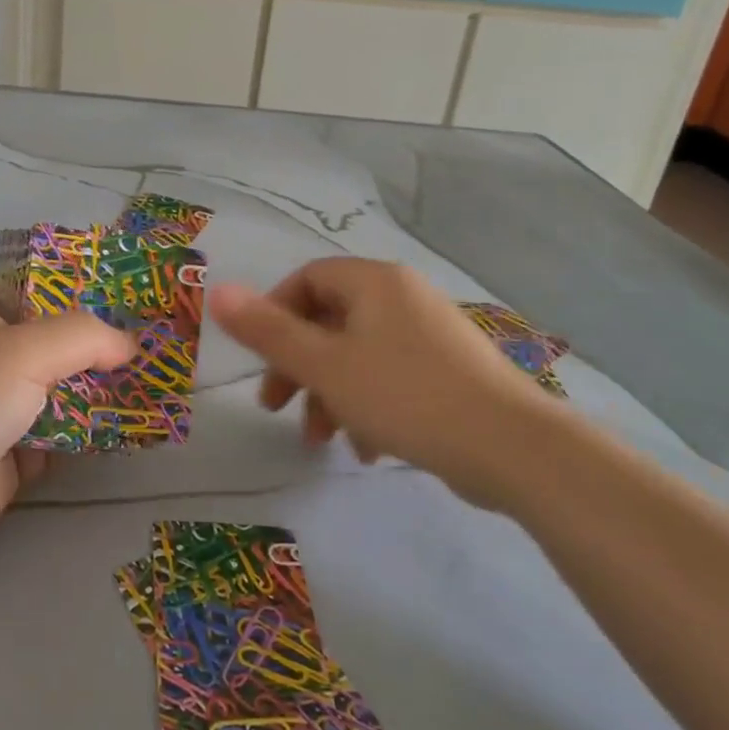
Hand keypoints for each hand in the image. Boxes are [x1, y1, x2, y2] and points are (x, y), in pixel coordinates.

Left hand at [0, 282, 135, 562]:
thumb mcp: (24, 348)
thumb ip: (84, 337)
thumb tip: (131, 345)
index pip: (39, 284)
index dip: (83, 285)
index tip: (133, 292)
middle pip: (57, 338)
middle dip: (102, 343)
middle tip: (158, 340)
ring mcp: (0, 403)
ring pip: (64, 388)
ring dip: (102, 389)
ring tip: (158, 379)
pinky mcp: (12, 451)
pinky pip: (63, 433)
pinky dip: (91, 431)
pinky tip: (133, 424)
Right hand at [209, 259, 561, 510]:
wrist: (512, 448)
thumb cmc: (405, 395)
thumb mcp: (324, 365)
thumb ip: (267, 331)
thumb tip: (216, 290)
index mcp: (374, 283)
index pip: (307, 279)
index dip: (274, 314)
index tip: (260, 358)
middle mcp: (403, 297)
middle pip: (330, 321)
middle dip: (298, 366)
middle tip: (274, 406)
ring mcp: (430, 335)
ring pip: (358, 355)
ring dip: (329, 394)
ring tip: (321, 440)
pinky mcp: (449, 372)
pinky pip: (391, 377)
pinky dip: (368, 407)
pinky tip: (366, 450)